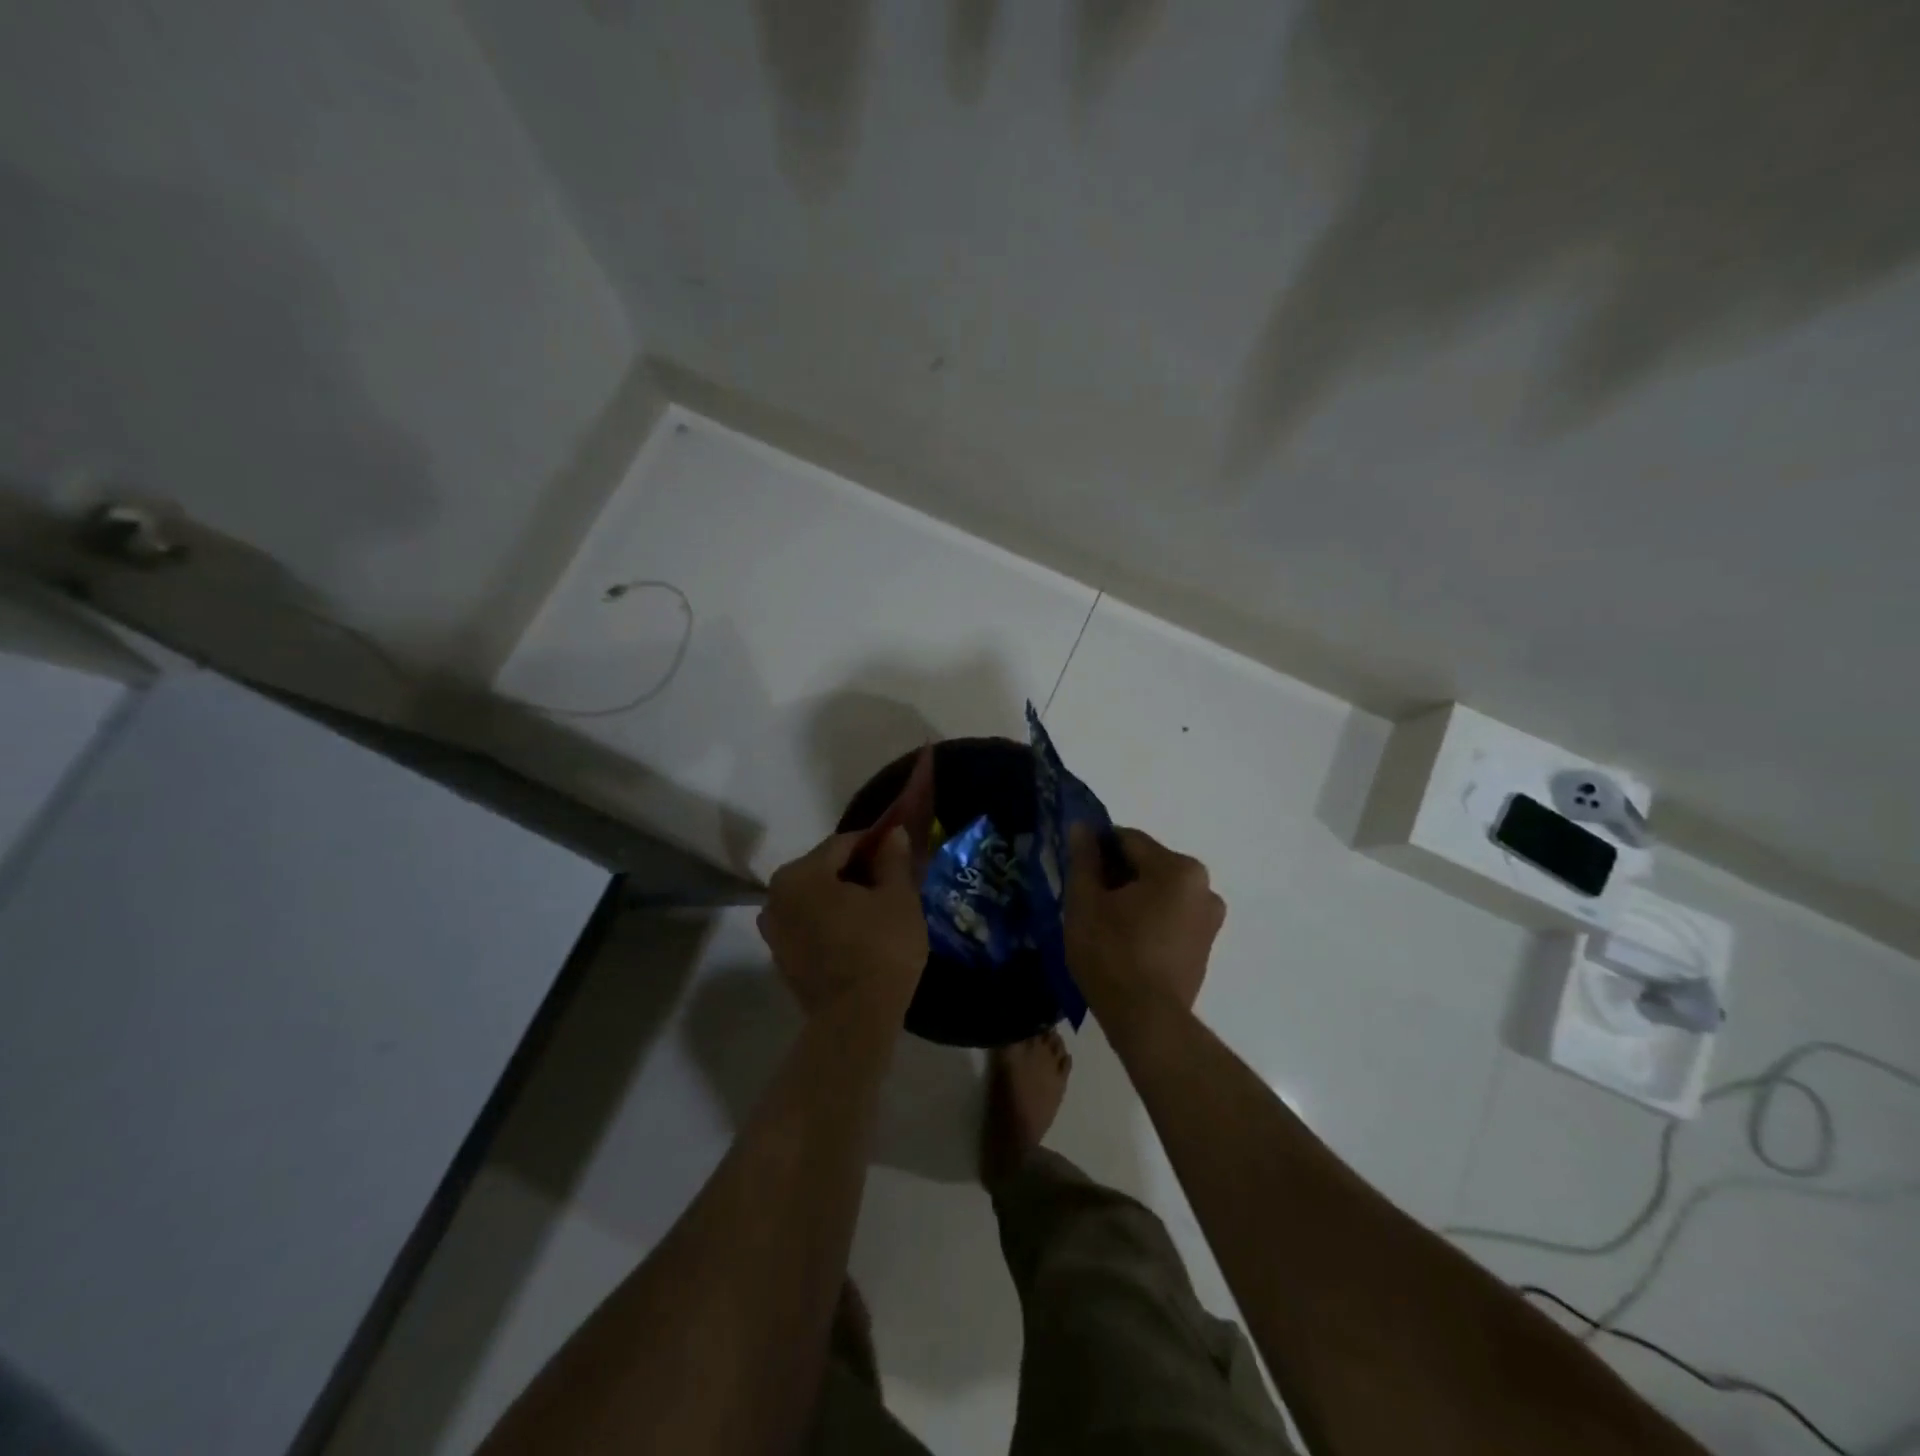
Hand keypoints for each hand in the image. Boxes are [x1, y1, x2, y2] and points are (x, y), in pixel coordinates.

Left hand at [758, 827, 928, 1017]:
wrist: (855, 1021)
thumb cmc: (880, 949)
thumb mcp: (898, 897)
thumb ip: (893, 859)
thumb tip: (892, 834)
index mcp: (800, 874)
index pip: (843, 843)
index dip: (875, 843)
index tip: (899, 851)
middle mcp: (776, 896)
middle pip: (825, 870)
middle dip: (858, 871)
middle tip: (893, 882)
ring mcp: (774, 931)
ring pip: (816, 899)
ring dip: (844, 898)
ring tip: (879, 910)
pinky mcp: (782, 958)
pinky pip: (810, 925)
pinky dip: (832, 922)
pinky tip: (860, 935)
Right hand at [1065, 824, 1223, 1023]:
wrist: (1147, 1021)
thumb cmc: (1111, 954)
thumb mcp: (1085, 902)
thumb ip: (1084, 859)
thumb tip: (1083, 827)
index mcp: (1177, 868)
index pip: (1127, 840)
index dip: (1096, 849)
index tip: (1075, 868)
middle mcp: (1203, 885)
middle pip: (1147, 864)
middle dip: (1116, 875)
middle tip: (1086, 899)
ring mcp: (1209, 917)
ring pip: (1160, 891)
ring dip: (1134, 897)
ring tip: (1104, 924)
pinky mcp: (1206, 944)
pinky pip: (1171, 915)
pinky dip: (1150, 918)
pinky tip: (1126, 941)